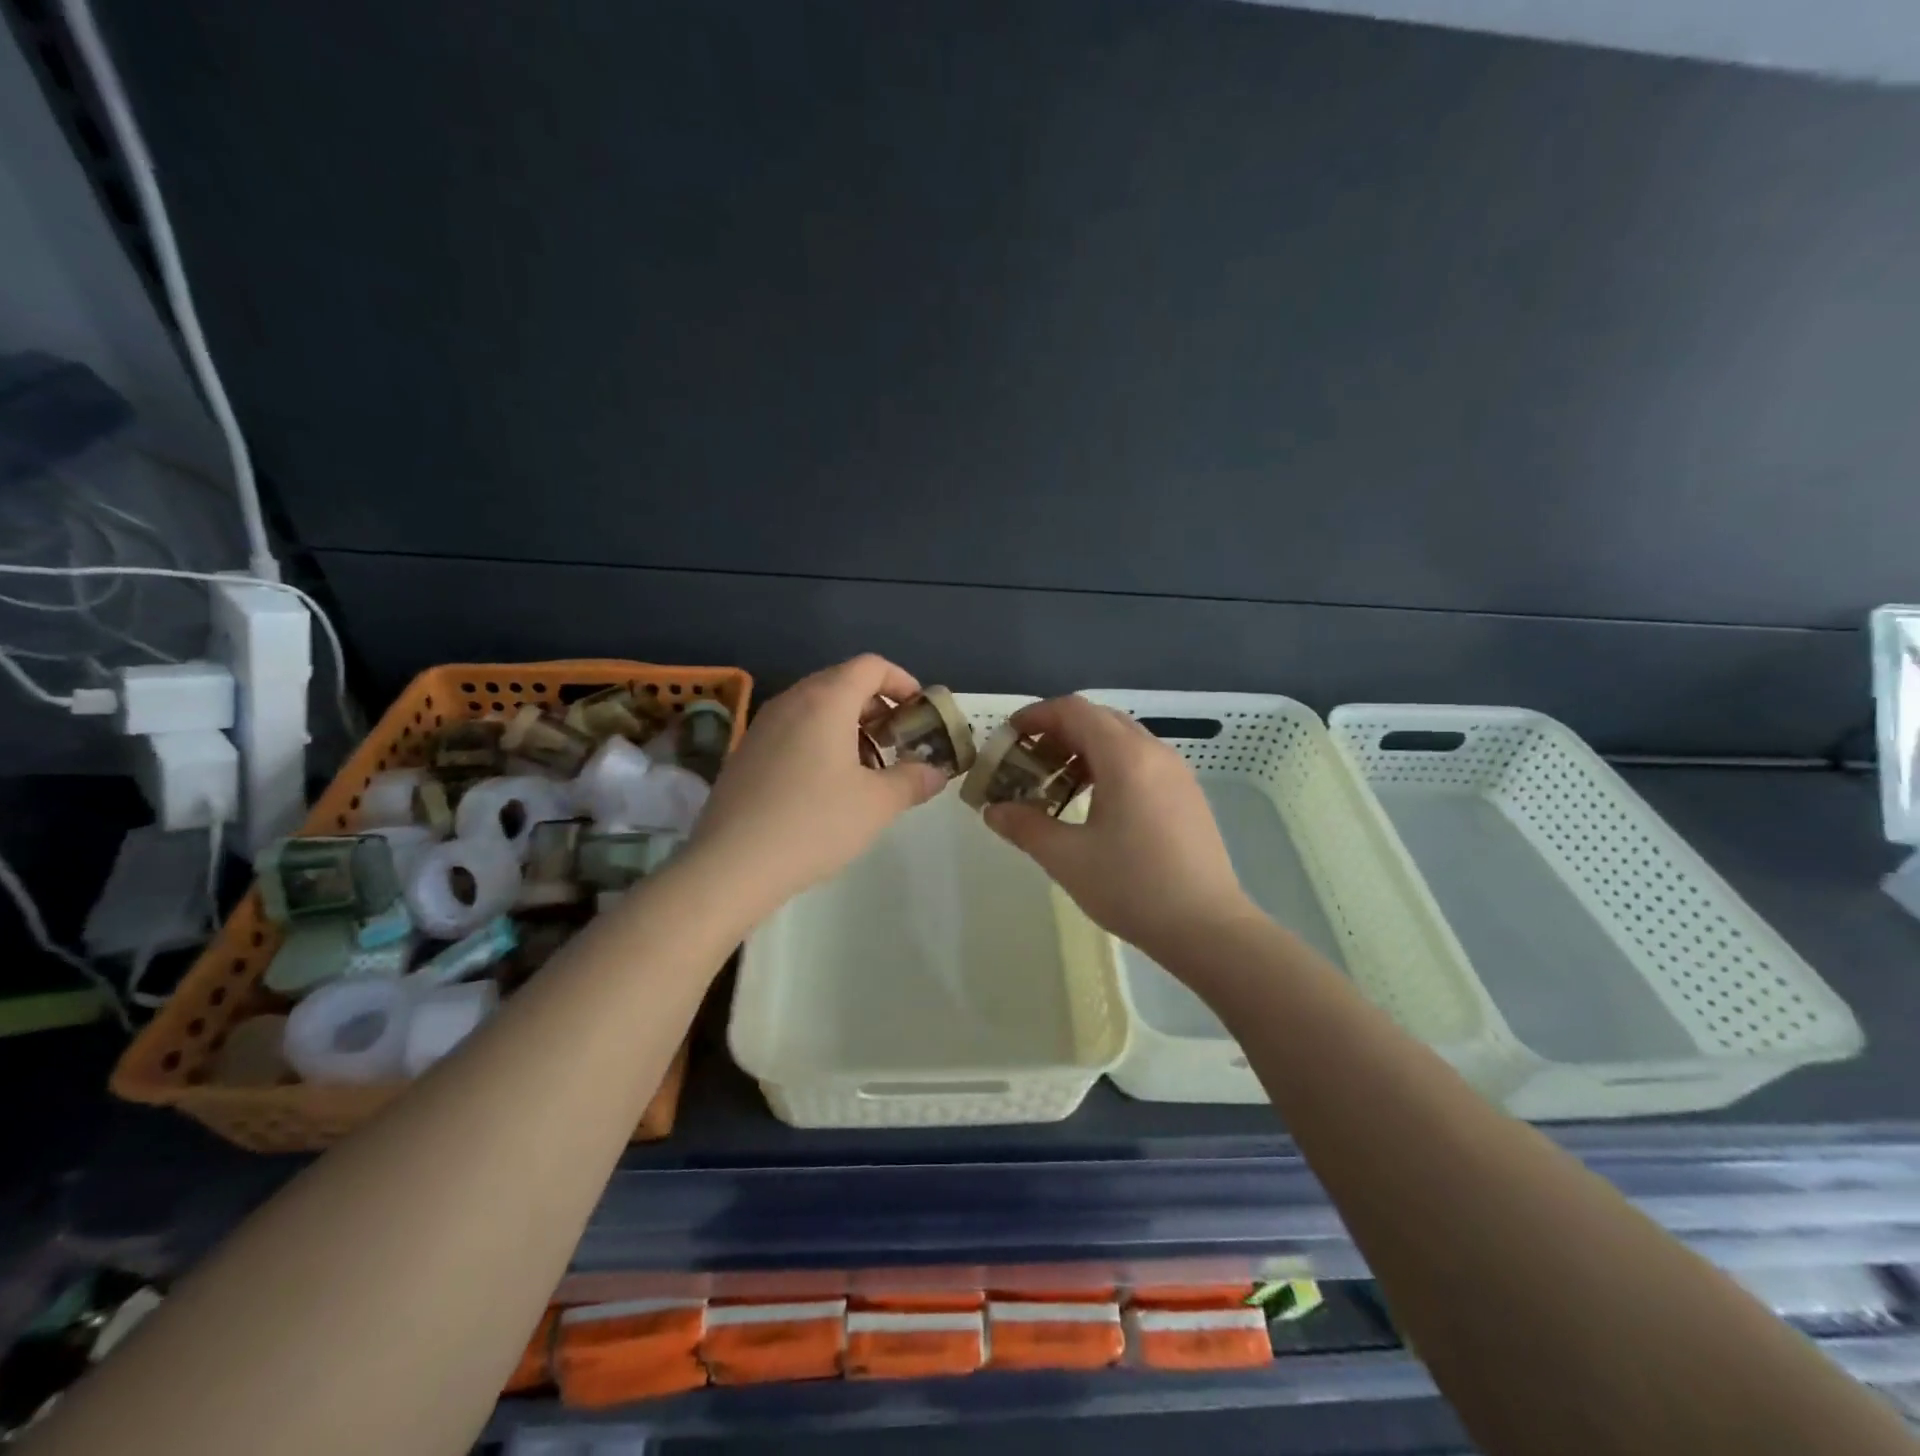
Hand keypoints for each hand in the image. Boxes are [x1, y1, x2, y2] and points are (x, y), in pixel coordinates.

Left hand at [690, 655, 946, 915]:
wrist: (731, 865)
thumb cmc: (814, 824)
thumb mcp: (877, 804)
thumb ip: (913, 780)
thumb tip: (936, 772)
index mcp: (825, 700)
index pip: (870, 666)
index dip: (902, 681)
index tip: (919, 711)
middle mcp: (791, 701)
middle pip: (842, 683)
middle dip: (877, 707)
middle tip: (899, 743)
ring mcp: (762, 726)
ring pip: (815, 708)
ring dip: (849, 726)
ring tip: (867, 768)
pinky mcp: (745, 753)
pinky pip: (792, 730)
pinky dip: (820, 741)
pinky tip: (827, 786)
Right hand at [984, 696, 1253, 961]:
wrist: (1208, 928)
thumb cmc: (1133, 887)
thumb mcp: (1067, 858)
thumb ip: (1025, 826)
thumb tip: (992, 810)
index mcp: (1125, 757)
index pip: (1074, 711)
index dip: (1036, 716)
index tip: (1009, 737)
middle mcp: (1154, 752)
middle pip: (1099, 719)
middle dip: (1058, 732)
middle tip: (1027, 762)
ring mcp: (1176, 772)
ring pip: (1122, 740)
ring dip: (1084, 750)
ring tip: (1056, 784)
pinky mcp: (1187, 794)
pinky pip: (1141, 761)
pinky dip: (1109, 766)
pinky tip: (1094, 804)